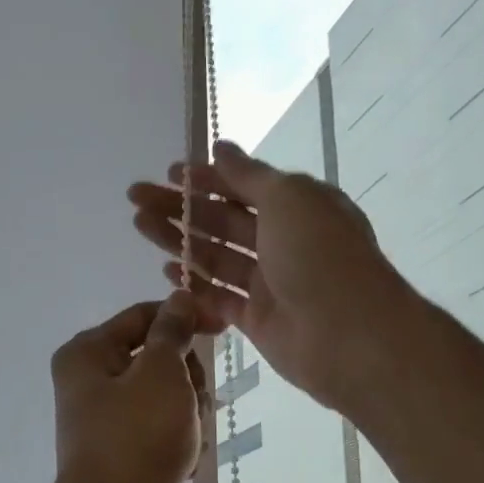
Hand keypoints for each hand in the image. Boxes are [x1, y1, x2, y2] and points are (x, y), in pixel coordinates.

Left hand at [46, 293, 207, 482]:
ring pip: (169, 400)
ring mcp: (109, 423)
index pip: (145, 316)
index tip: (224, 328)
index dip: (187, 317)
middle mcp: (92, 384)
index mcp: (88, 354)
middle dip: (188, 382)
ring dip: (189, 418)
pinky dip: (180, 447)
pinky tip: (181, 468)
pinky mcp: (126, 456)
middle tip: (192, 407)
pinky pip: (164, 435)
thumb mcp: (162, 373)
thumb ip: (174, 332)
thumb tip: (180, 297)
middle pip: (160, 360)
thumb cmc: (137, 440)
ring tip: (186, 445)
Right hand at [128, 141, 412, 411]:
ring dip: (180, 240)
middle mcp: (283, 241)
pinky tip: (166, 268)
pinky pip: (219, 296)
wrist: (346, 334)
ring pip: (216, 256)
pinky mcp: (256, 319)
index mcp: (298, 206)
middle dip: (181, 207)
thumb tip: (221, 148)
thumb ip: (249, 177)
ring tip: (140, 225)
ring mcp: (269, 282)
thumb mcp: (288, 198)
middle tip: (137, 199)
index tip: (170, 173)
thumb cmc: (320, 255)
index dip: (208, 178)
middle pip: (223, 220)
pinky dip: (194, 283)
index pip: (245, 187)